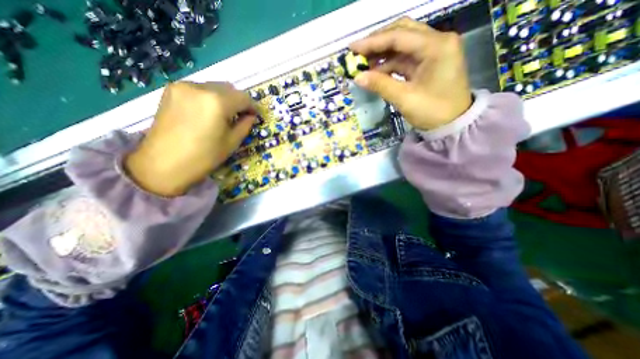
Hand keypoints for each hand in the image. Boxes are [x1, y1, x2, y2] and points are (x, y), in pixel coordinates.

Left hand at [123, 81, 256, 195]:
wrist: (163, 164)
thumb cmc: (203, 157)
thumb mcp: (231, 142)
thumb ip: (245, 125)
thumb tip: (251, 116)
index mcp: (217, 102)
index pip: (243, 97)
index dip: (252, 107)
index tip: (254, 116)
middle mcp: (200, 87)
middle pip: (229, 88)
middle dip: (238, 101)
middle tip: (241, 116)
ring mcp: (183, 86)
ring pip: (214, 87)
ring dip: (224, 98)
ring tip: (223, 115)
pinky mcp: (172, 90)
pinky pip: (199, 89)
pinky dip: (209, 97)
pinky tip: (207, 112)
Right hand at [348, 17, 470, 130]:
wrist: (453, 124)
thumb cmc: (433, 112)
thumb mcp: (405, 99)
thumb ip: (380, 85)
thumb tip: (357, 77)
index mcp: (436, 46)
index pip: (399, 36)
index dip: (373, 42)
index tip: (352, 48)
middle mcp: (437, 41)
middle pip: (402, 32)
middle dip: (377, 43)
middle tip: (358, 53)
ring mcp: (434, 51)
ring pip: (402, 45)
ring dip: (382, 54)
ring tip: (363, 65)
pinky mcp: (429, 62)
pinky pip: (405, 58)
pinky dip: (389, 64)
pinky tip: (376, 72)